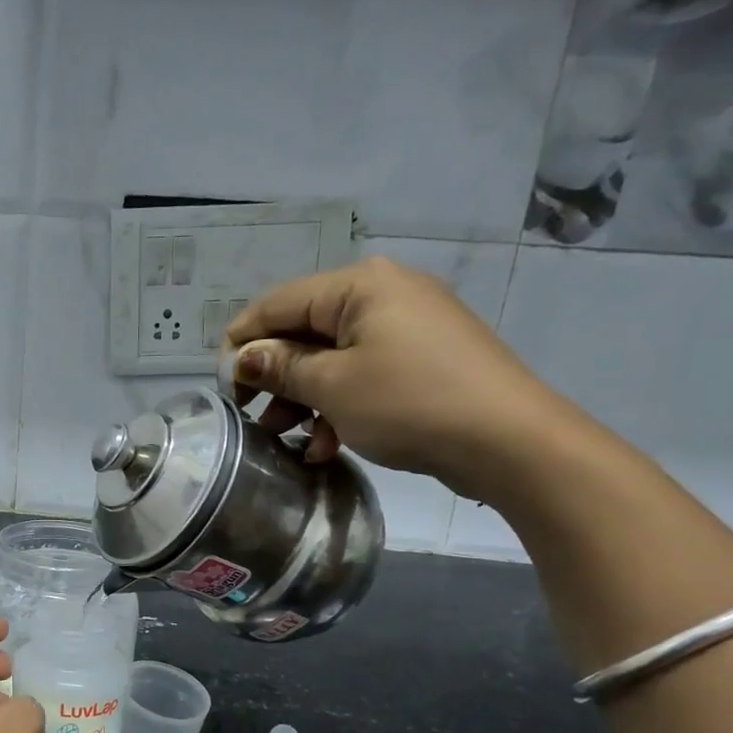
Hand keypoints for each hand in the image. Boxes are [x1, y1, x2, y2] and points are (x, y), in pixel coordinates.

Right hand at [221, 257, 568, 500]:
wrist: (508, 441)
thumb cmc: (408, 403)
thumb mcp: (332, 386)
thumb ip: (281, 367)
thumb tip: (243, 357)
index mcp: (359, 286)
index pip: (278, 303)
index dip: (242, 343)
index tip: (224, 388)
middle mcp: (383, 294)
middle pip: (304, 331)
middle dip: (275, 377)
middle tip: (254, 417)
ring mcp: (407, 327)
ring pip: (331, 359)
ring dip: (303, 399)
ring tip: (287, 439)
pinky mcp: (422, 360)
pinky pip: (363, 375)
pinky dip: (339, 406)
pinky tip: (327, 446)